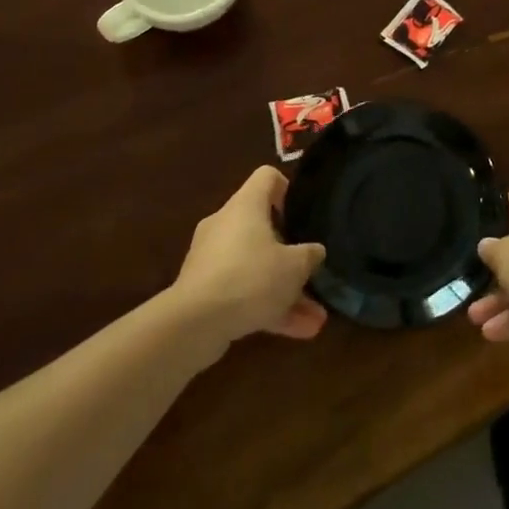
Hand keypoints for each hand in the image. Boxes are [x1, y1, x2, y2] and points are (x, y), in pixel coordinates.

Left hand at [172, 167, 327, 346]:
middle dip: (291, 255)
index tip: (301, 214)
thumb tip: (315, 251)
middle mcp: (226, 224)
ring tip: (314, 318)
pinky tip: (294, 332)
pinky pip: (242, 291)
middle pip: (263, 227)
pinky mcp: (203, 290)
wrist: (193, 323)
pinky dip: (265, 307)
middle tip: (311, 272)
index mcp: (246, 205)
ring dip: (284, 290)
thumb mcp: (294, 266)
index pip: (266, 176)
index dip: (287, 188)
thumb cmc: (250, 277)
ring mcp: (212, 258)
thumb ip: (309, 255)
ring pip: (256, 266)